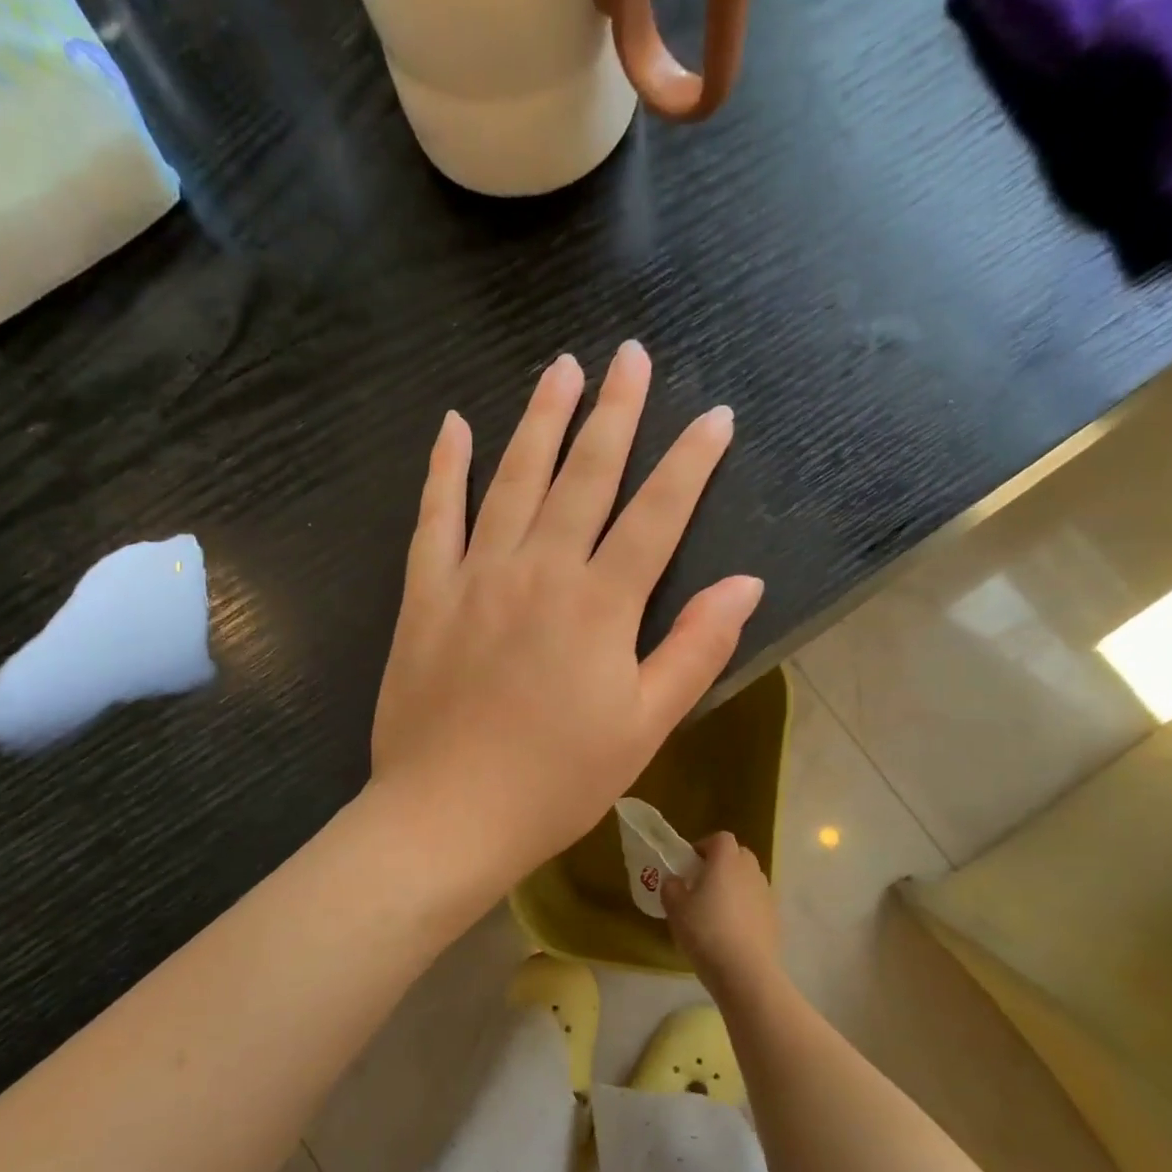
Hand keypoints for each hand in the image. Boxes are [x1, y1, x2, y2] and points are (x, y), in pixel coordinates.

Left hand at [371, 341, 763, 881]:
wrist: (449, 815)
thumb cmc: (557, 782)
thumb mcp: (644, 726)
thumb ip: (693, 649)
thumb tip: (746, 583)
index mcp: (599, 605)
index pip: (657, 515)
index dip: (691, 463)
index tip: (716, 416)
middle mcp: (538, 571)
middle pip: (584, 476)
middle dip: (615, 412)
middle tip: (631, 356)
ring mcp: (474, 576)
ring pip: (512, 480)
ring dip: (540, 420)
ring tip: (561, 367)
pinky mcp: (425, 596)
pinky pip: (434, 517)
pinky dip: (445, 468)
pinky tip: (455, 425)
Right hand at [662, 832, 781, 998]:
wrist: (745, 971)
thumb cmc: (705, 931)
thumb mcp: (675, 908)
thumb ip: (671, 887)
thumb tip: (676, 882)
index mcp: (726, 860)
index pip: (720, 838)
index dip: (704, 846)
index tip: (690, 864)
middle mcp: (750, 870)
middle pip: (738, 855)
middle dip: (721, 864)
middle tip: (702, 884)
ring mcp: (767, 894)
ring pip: (749, 879)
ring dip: (735, 886)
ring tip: (717, 910)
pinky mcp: (775, 917)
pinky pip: (757, 902)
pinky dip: (746, 908)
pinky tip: (732, 931)